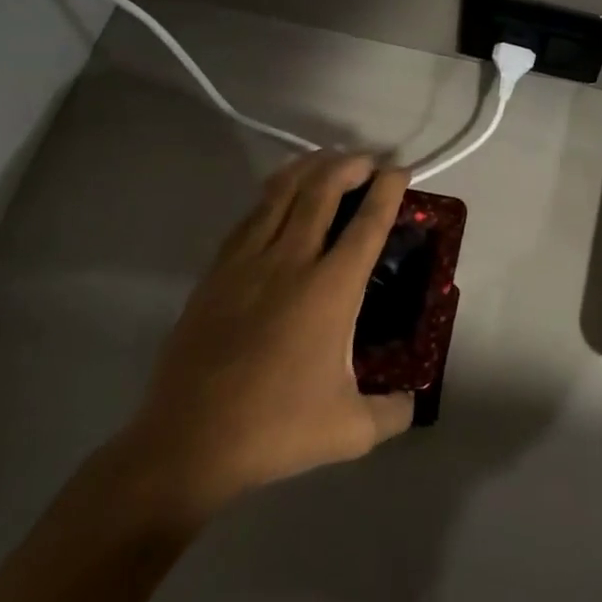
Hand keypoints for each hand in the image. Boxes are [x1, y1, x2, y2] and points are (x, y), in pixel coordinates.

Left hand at [117, 152, 415, 529]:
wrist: (189, 442)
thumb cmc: (276, 429)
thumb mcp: (351, 430)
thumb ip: (393, 411)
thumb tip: (412, 401)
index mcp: (331, 290)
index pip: (367, 223)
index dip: (387, 190)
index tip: (400, 171)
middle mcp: (291, 262)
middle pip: (321, 191)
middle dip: (348, 165)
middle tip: (367, 160)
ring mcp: (247, 263)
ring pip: (280, 194)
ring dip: (308, 168)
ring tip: (326, 160)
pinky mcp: (216, 273)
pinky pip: (249, 217)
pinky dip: (272, 196)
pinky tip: (278, 198)